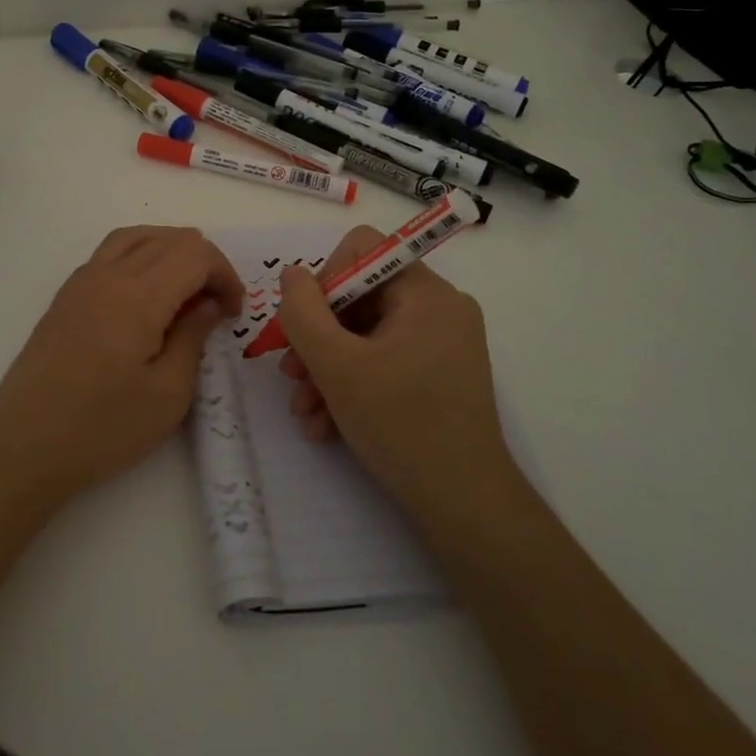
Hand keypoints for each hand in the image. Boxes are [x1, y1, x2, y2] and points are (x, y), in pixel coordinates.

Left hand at [0, 226, 243, 502]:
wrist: (24, 446)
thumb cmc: (103, 428)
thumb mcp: (168, 393)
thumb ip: (193, 336)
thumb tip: (209, 302)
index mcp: (139, 295)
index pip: (196, 253)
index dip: (225, 275)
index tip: (232, 314)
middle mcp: (109, 274)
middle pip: (169, 238)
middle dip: (204, 263)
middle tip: (214, 307)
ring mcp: (81, 282)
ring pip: (136, 237)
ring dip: (170, 252)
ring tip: (185, 290)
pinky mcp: (65, 296)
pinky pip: (110, 253)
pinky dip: (140, 256)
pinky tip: (145, 296)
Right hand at [274, 227, 524, 533]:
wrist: (463, 504)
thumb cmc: (400, 425)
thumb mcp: (336, 365)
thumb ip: (303, 312)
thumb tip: (292, 274)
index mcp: (426, 293)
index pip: (362, 250)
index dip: (324, 281)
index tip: (305, 327)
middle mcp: (440, 309)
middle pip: (360, 297)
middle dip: (318, 338)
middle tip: (292, 376)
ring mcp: (442, 344)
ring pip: (365, 336)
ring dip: (327, 370)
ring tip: (305, 412)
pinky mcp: (438, 376)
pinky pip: (384, 362)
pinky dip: (352, 386)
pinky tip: (326, 425)